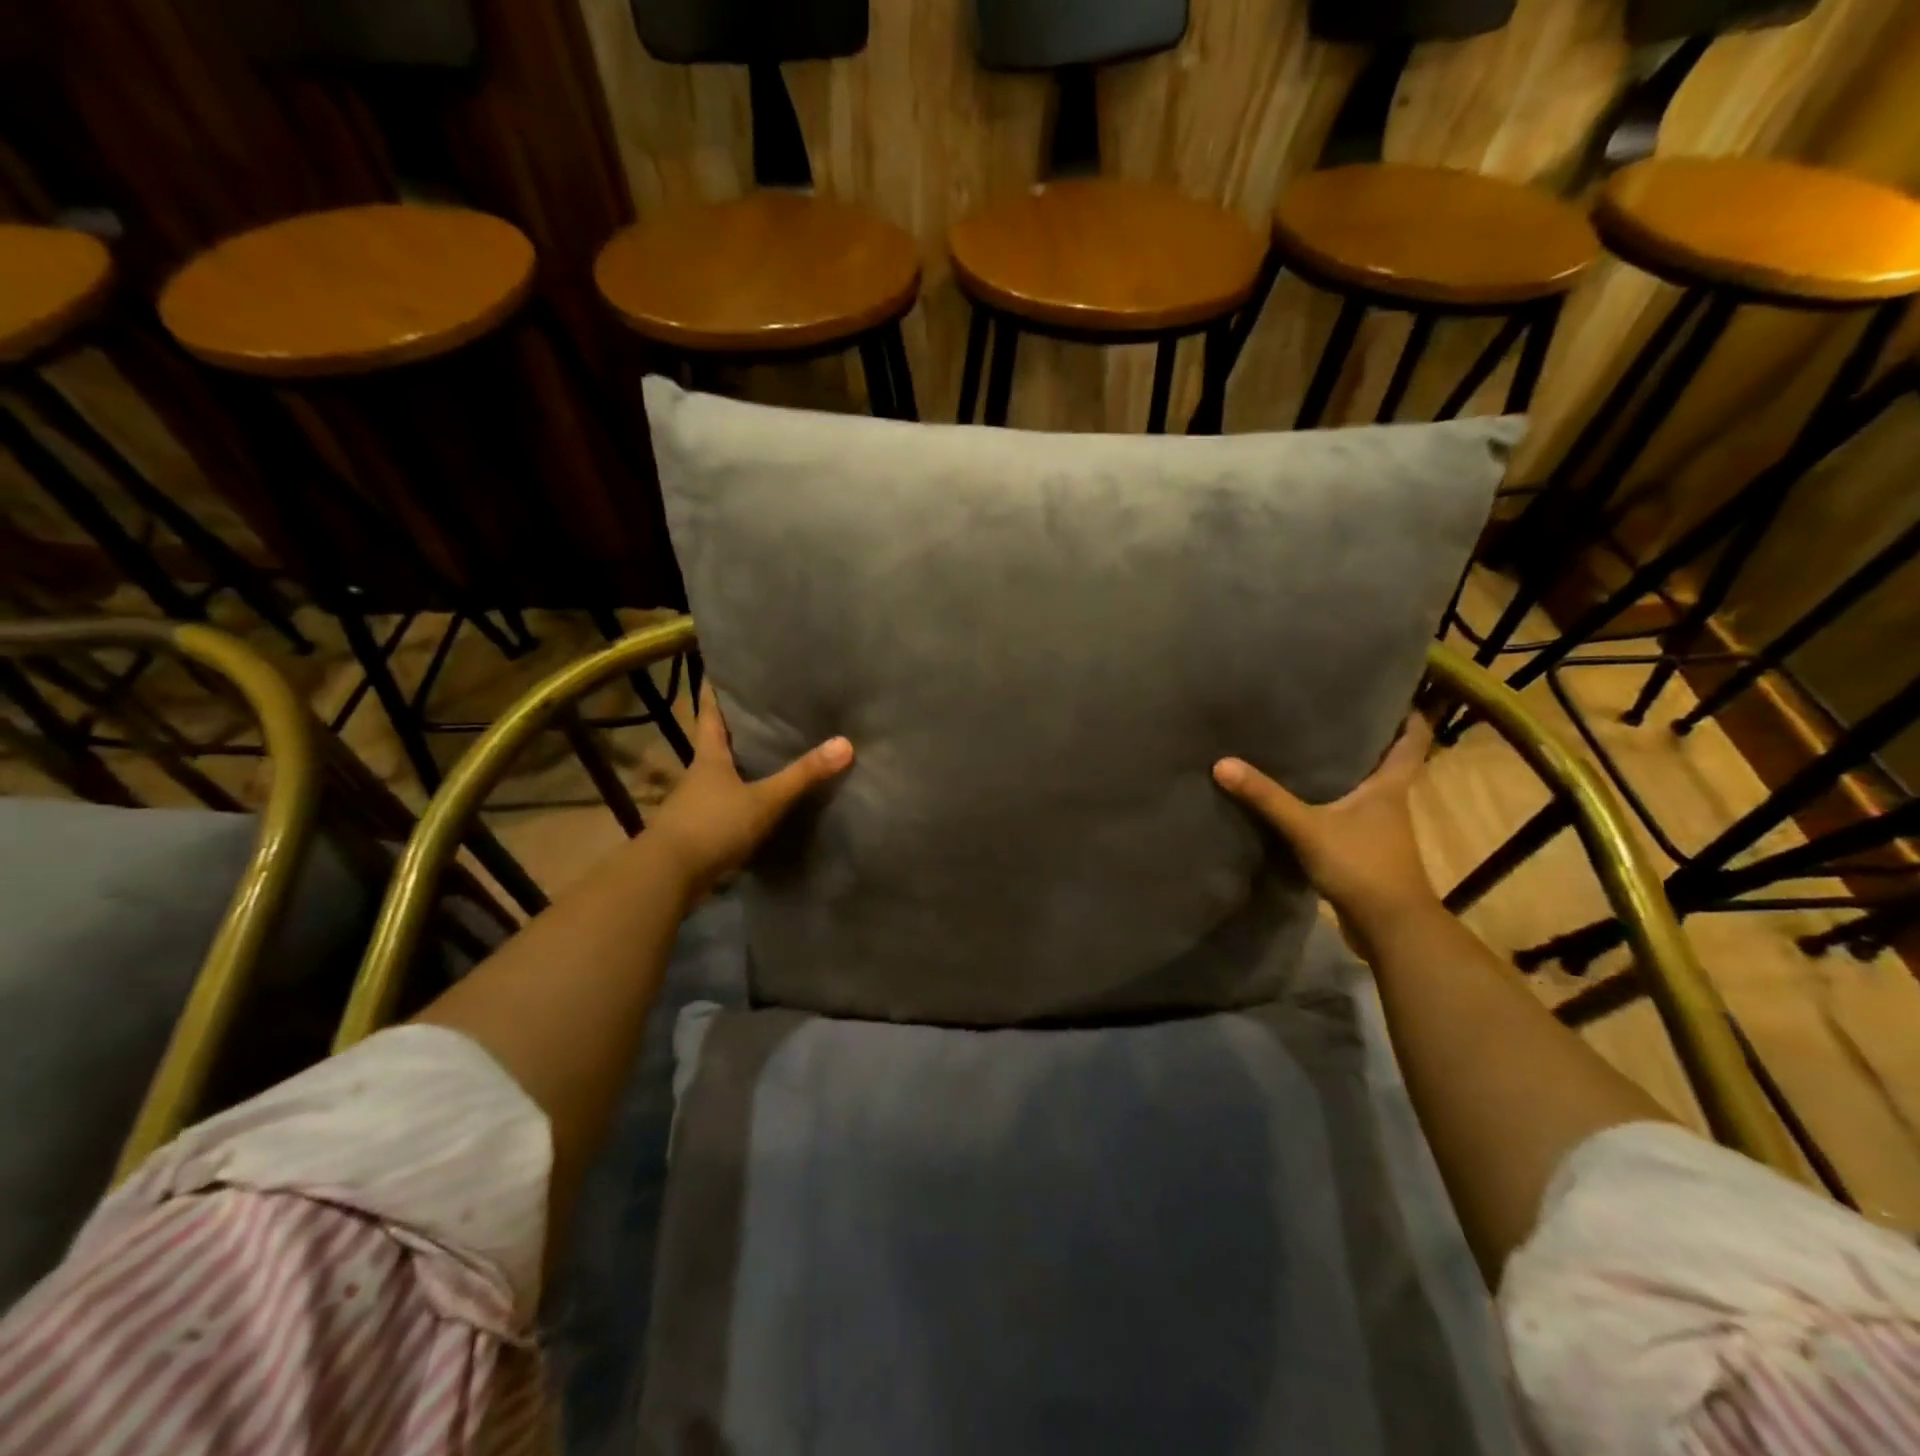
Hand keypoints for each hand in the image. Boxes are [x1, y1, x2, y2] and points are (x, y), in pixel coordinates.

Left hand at [644, 684, 852, 897]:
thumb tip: (845, 743)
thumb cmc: (713, 825)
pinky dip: (738, 801)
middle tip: (761, 711)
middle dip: (733, 729)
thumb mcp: (764, 800)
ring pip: (718, 777)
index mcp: (709, 758)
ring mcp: (694, 805)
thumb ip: (802, 775)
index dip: (713, 693)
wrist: (667, 876)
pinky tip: (757, 805)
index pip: (709, 715)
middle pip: (714, 744)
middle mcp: (698, 776)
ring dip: (737, 768)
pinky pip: (722, 807)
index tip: (718, 671)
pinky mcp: (697, 832)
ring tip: (766, 756)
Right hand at [1213, 714, 1437, 937]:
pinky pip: (1348, 816)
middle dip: (1367, 738)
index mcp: (1390, 787)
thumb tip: (1222, 763)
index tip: (1394, 692)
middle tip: (1333, 713)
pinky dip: (1332, 804)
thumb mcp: (1307, 827)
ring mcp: (1379, 830)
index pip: (1413, 740)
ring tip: (1311, 749)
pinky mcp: (1365, 852)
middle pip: (1388, 761)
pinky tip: (1304, 800)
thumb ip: (1267, 798)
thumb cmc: (1362, 865)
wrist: (1389, 928)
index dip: (1409, 715)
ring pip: (1366, 790)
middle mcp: (1390, 803)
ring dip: (1347, 772)